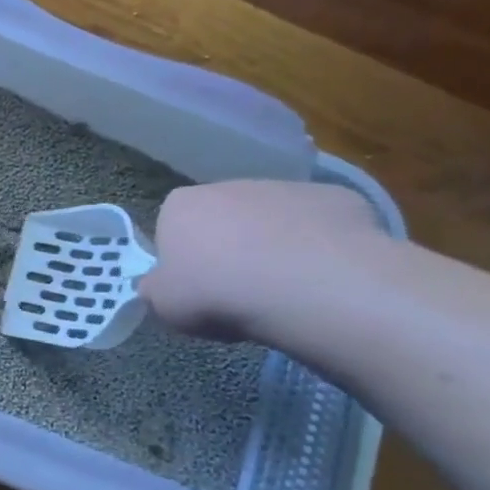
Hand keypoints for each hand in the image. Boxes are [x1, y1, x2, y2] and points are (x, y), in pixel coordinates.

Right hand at [140, 180, 384, 341]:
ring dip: (273, 245)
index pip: (171, 228)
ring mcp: (284, 188)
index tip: (196, 288)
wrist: (306, 285)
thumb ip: (155, 288)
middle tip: (238, 291)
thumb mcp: (164, 304)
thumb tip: (157, 284)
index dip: (183, 260)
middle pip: (222, 219)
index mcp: (180, 206)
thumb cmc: (217, 293)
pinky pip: (318, 226)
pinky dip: (318, 247)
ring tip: (284, 289)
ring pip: (272, 219)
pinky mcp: (334, 197)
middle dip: (229, 248)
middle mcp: (228, 186)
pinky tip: (322, 277)